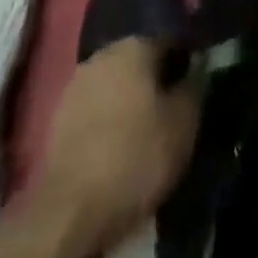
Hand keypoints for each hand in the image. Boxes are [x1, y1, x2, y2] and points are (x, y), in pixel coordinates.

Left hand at [27, 38, 200, 257]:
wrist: (70, 214)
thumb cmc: (137, 158)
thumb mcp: (184, 123)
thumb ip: (195, 84)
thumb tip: (199, 65)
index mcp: (135, 46)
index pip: (172, 42)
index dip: (188, 64)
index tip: (198, 89)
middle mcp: (104, 54)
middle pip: (141, 60)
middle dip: (157, 80)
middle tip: (174, 111)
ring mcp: (77, 84)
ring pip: (117, 83)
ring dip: (132, 99)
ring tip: (147, 131)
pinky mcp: (59, 116)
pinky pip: (96, 107)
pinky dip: (110, 118)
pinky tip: (119, 144)